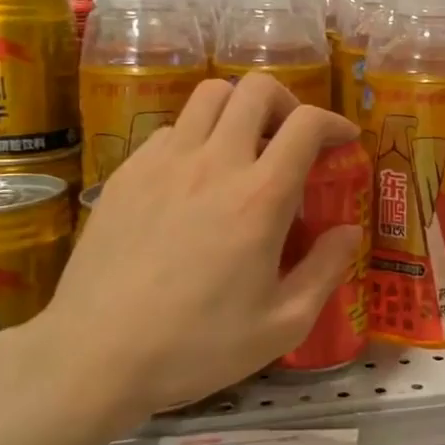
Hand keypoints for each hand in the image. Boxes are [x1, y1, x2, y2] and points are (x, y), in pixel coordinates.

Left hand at [33, 74, 364, 420]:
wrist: (95, 355)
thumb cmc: (196, 346)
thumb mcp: (281, 325)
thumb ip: (325, 271)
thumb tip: (349, 231)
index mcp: (260, 198)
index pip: (305, 125)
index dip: (333, 122)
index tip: (344, 140)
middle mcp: (215, 163)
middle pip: (256, 90)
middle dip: (287, 103)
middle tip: (293, 137)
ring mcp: (164, 162)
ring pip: (209, 96)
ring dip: (239, 109)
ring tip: (245, 145)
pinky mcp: (127, 173)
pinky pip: (171, 129)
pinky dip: (196, 136)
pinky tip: (195, 178)